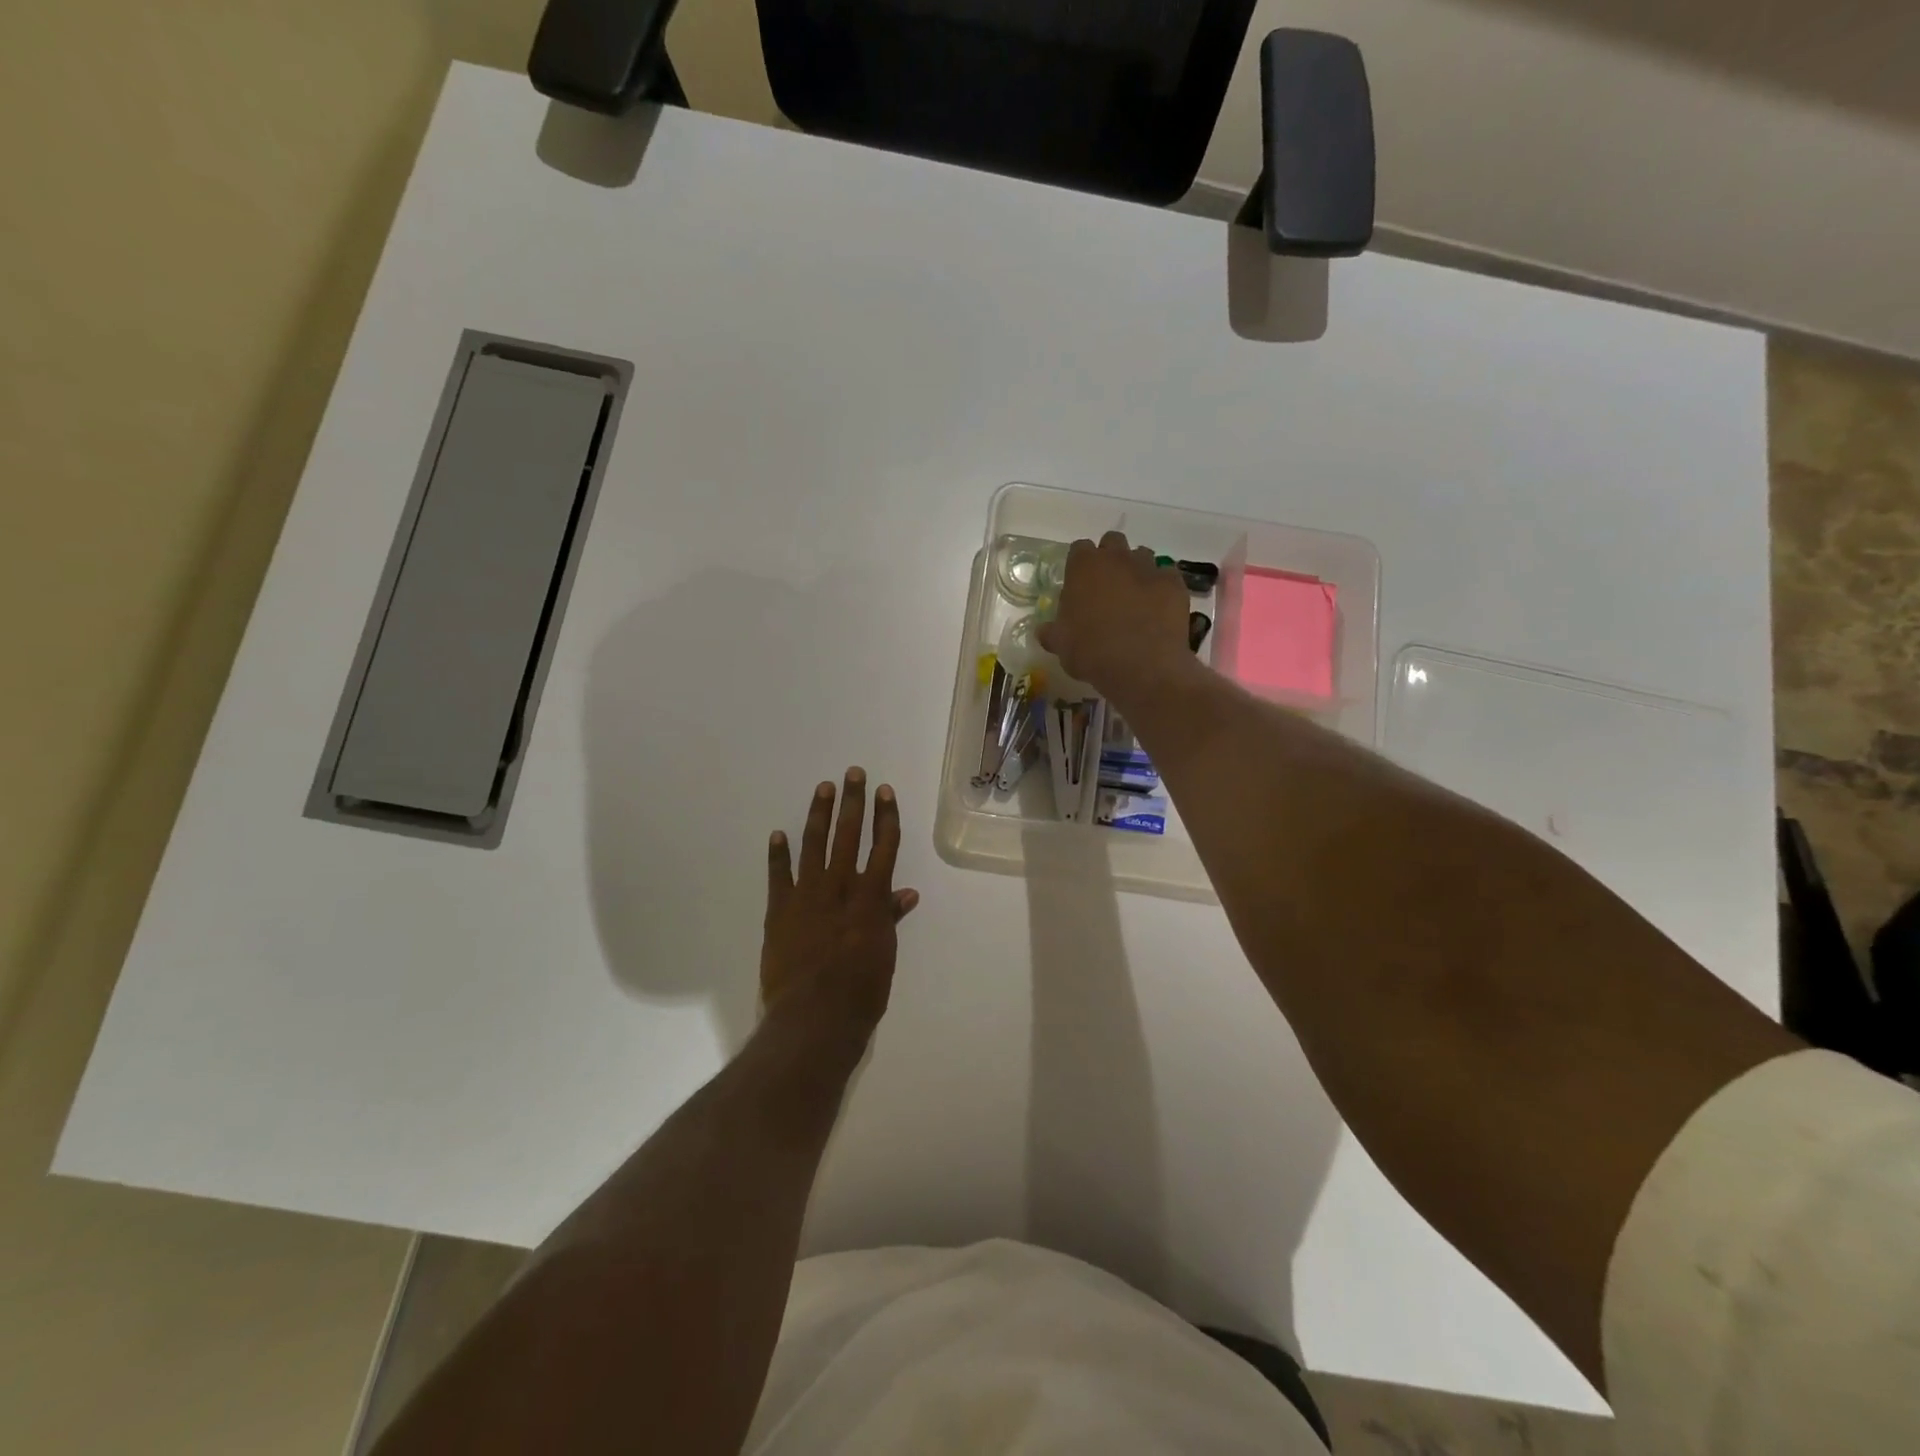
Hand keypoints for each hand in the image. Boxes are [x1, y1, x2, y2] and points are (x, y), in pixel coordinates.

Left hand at [762, 769, 919, 1047]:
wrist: (813, 1017)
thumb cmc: (860, 991)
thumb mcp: (884, 955)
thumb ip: (890, 919)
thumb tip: (907, 893)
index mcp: (870, 898)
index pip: (883, 846)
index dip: (886, 817)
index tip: (885, 791)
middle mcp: (840, 887)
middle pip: (849, 835)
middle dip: (853, 802)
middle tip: (852, 773)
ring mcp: (806, 896)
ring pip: (814, 845)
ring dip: (818, 815)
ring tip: (822, 788)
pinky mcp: (779, 911)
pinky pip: (778, 876)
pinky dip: (778, 854)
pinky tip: (778, 833)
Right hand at [1037, 532, 1193, 704]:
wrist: (1141, 666)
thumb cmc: (1091, 652)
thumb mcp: (1061, 645)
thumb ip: (1052, 631)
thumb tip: (1044, 630)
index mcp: (1083, 567)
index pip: (1079, 549)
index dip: (1079, 564)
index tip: (1079, 583)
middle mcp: (1116, 558)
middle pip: (1112, 542)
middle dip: (1110, 558)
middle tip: (1107, 586)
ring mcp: (1148, 568)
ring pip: (1142, 555)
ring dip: (1136, 570)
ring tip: (1134, 597)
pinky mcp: (1174, 583)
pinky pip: (1167, 576)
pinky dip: (1162, 586)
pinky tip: (1158, 608)